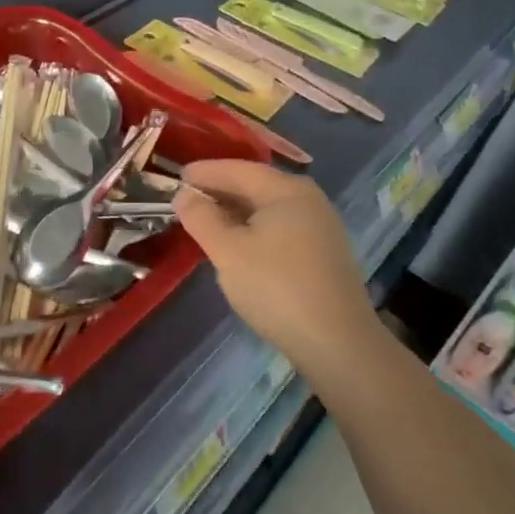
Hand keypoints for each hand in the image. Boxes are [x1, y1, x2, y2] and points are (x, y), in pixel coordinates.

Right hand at [173, 159, 377, 370]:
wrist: (338, 344)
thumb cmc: (276, 287)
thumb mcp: (227, 250)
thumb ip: (201, 218)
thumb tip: (184, 194)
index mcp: (287, 190)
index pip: (238, 169)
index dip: (205, 172)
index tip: (177, 176)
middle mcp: (308, 200)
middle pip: (255, 185)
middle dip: (220, 190)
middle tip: (185, 198)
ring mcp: (320, 227)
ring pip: (267, 208)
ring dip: (235, 211)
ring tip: (205, 220)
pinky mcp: (323, 254)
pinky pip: (279, 227)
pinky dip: (253, 228)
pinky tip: (236, 244)